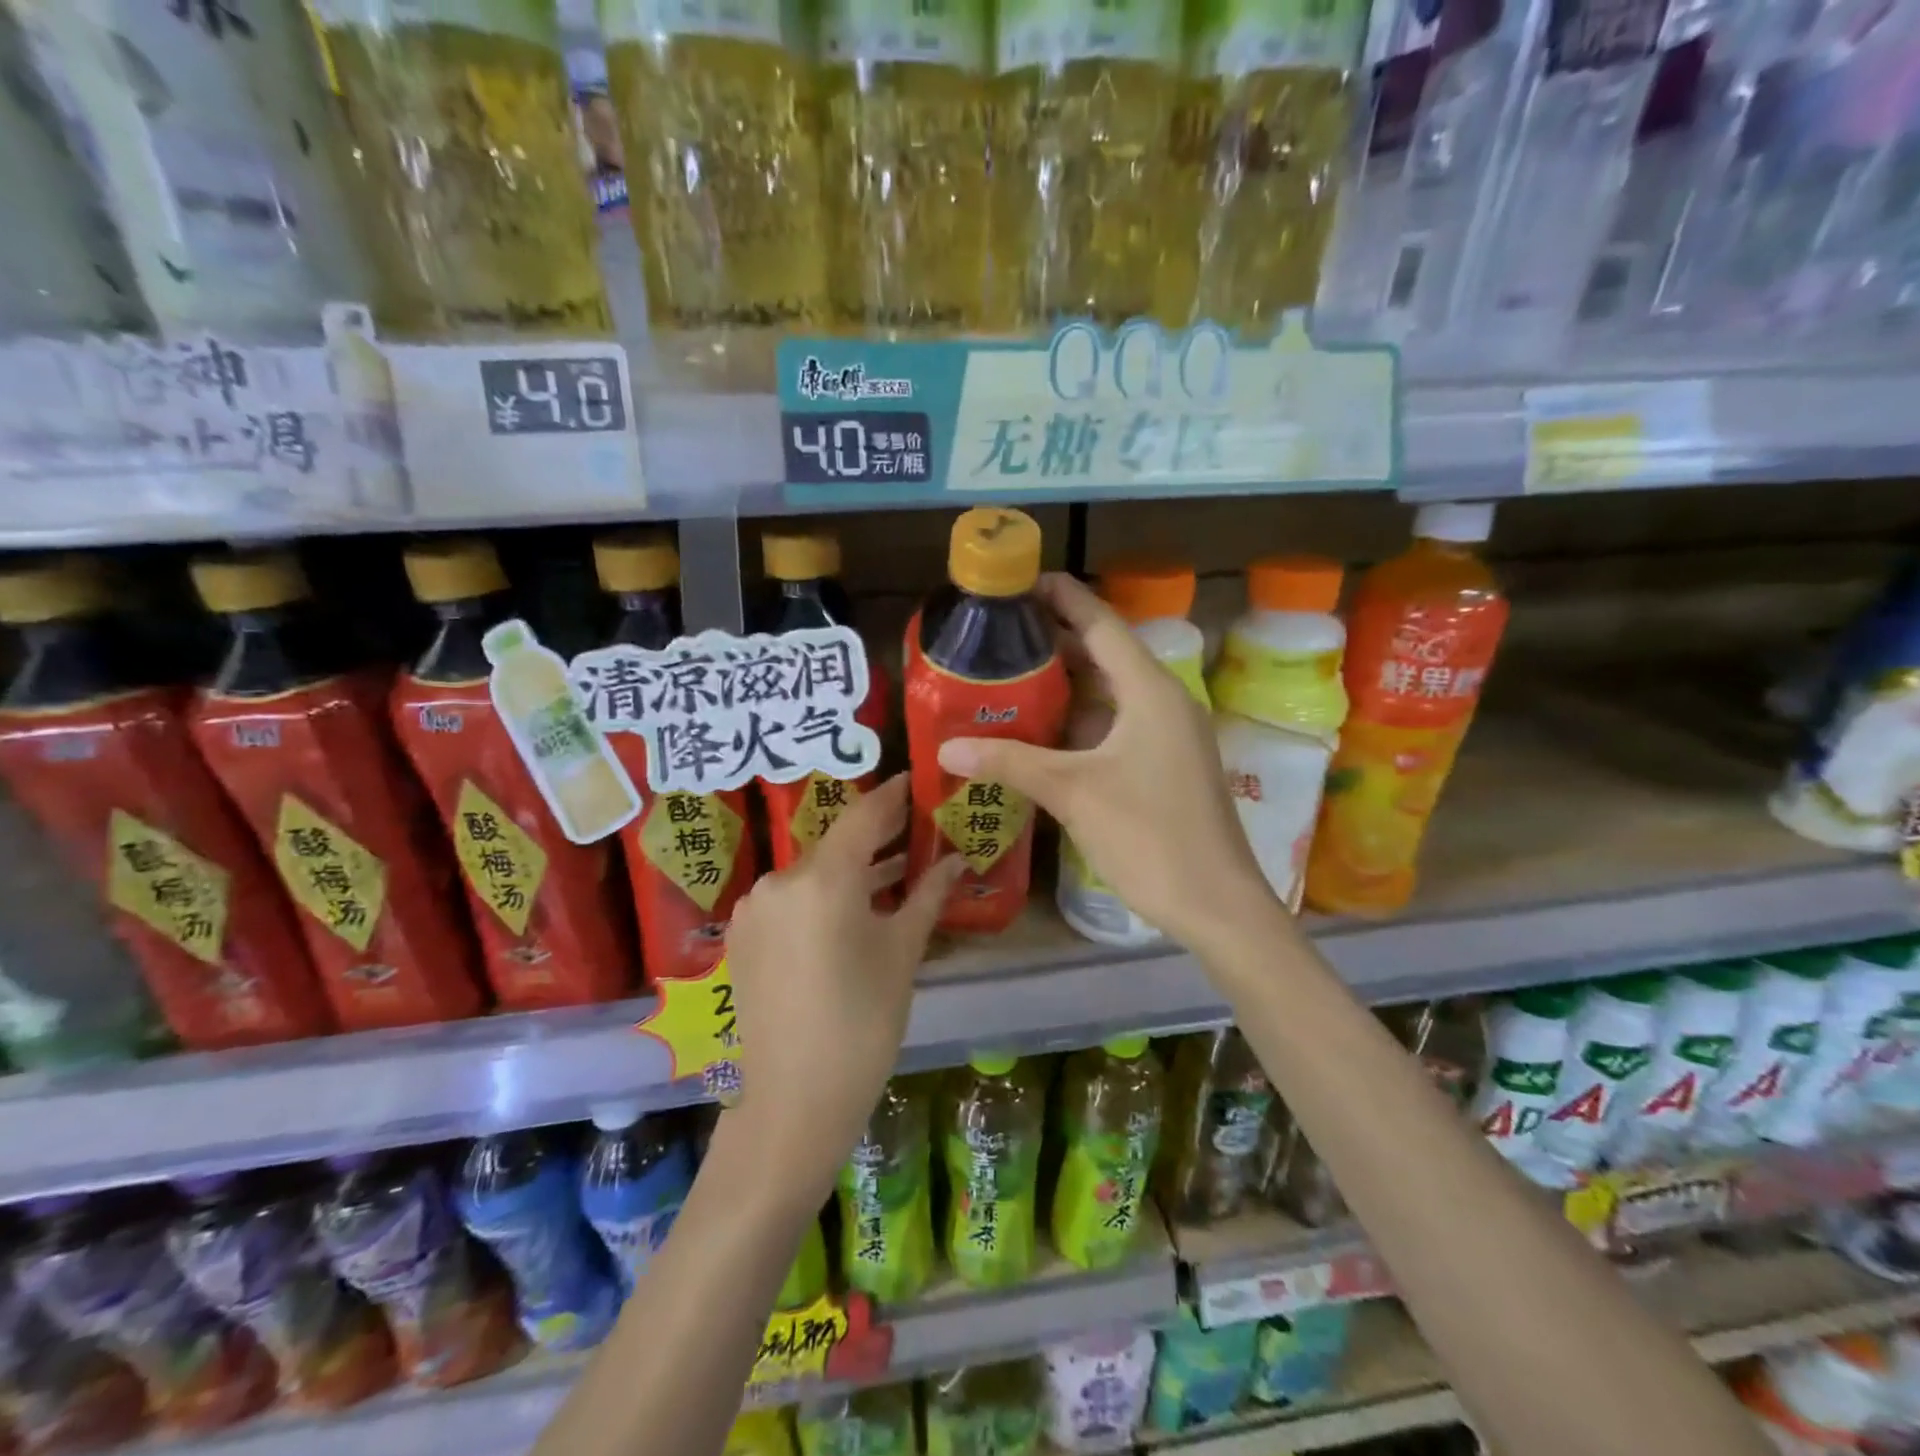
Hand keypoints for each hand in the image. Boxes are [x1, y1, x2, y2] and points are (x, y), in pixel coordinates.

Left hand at [724, 774, 963, 1202]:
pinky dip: (823, 894)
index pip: (864, 815)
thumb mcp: (903, 953)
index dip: (893, 796)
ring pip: (813, 872)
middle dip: (876, 836)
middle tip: (916, 828)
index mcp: (823, 878)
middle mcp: (781, 879)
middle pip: (836, 843)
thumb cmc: (863, 1024)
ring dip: (851, 869)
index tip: (915, 781)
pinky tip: (852, 908)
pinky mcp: (744, 935)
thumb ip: (928, 895)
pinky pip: (791, 898)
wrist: (793, 1102)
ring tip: (894, 870)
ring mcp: (756, 908)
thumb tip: (957, 859)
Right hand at [937, 573, 1281, 954]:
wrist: (1215, 903)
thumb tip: (947, 747)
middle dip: (1057, 640)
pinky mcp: (1166, 764)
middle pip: (1106, 655)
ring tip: (1013, 674)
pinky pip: (1118, 724)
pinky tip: (1044, 730)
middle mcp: (1164, 702)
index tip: (1025, 580)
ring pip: (1111, 693)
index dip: (1064, 598)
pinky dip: (1082, 720)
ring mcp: (1169, 735)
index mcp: (1150, 691)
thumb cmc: (1149, 835)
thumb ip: (1010, 762)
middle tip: (1003, 632)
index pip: (1102, 625)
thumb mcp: (1073, 793)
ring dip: (1068, 684)